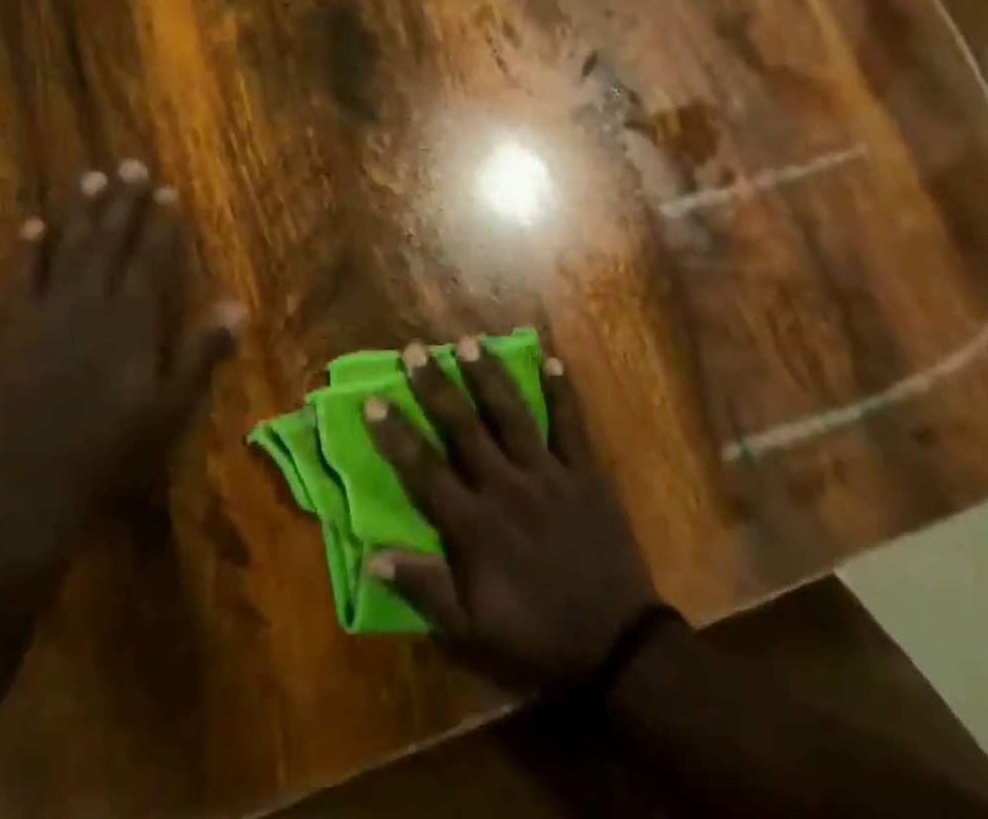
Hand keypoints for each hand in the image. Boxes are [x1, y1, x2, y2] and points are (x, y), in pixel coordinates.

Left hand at [0, 160, 243, 553]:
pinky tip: (33, 226)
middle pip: (109, 243)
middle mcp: (89, 306)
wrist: (30, 492)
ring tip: (91, 178)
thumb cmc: (113, 451)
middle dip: (123, 203)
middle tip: (130, 165)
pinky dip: (28, 252)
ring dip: (81, 213)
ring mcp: (46, 316)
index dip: (160, 224)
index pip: (149, 260)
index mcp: (131, 323)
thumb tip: (238, 306)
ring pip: (68, 251)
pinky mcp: (12, 334)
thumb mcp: (171, 409)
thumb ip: (202, 354)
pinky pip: (21, 281)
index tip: (167, 190)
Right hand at [363, 337, 662, 691]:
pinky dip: (562, 392)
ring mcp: (549, 474)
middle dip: (436, 386)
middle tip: (415, 349)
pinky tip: (551, 360)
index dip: (396, 435)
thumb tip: (371, 557)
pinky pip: (572, 425)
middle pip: (464, 428)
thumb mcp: (472, 629)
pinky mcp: (585, 473)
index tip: (373, 400)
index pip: (424, 470)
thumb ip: (424, 587)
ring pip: (512, 415)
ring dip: (488, 376)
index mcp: (475, 524)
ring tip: (469, 341)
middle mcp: (507, 486)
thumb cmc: (536, 637)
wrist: (616, 647)